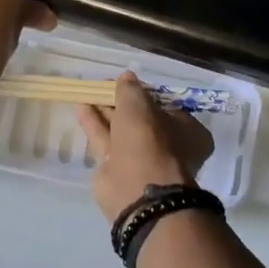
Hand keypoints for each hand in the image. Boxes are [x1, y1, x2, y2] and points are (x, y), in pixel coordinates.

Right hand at [76, 72, 215, 222]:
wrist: (138, 191)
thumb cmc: (149, 141)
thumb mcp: (139, 106)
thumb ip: (131, 90)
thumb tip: (127, 76)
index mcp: (187, 131)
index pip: (165, 106)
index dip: (145, 94)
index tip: (127, 83)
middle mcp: (167, 146)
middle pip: (141, 119)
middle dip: (122, 103)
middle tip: (103, 86)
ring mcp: (141, 160)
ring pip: (120, 130)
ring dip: (104, 112)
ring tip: (87, 92)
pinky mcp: (117, 170)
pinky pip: (105, 140)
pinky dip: (94, 124)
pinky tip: (81, 107)